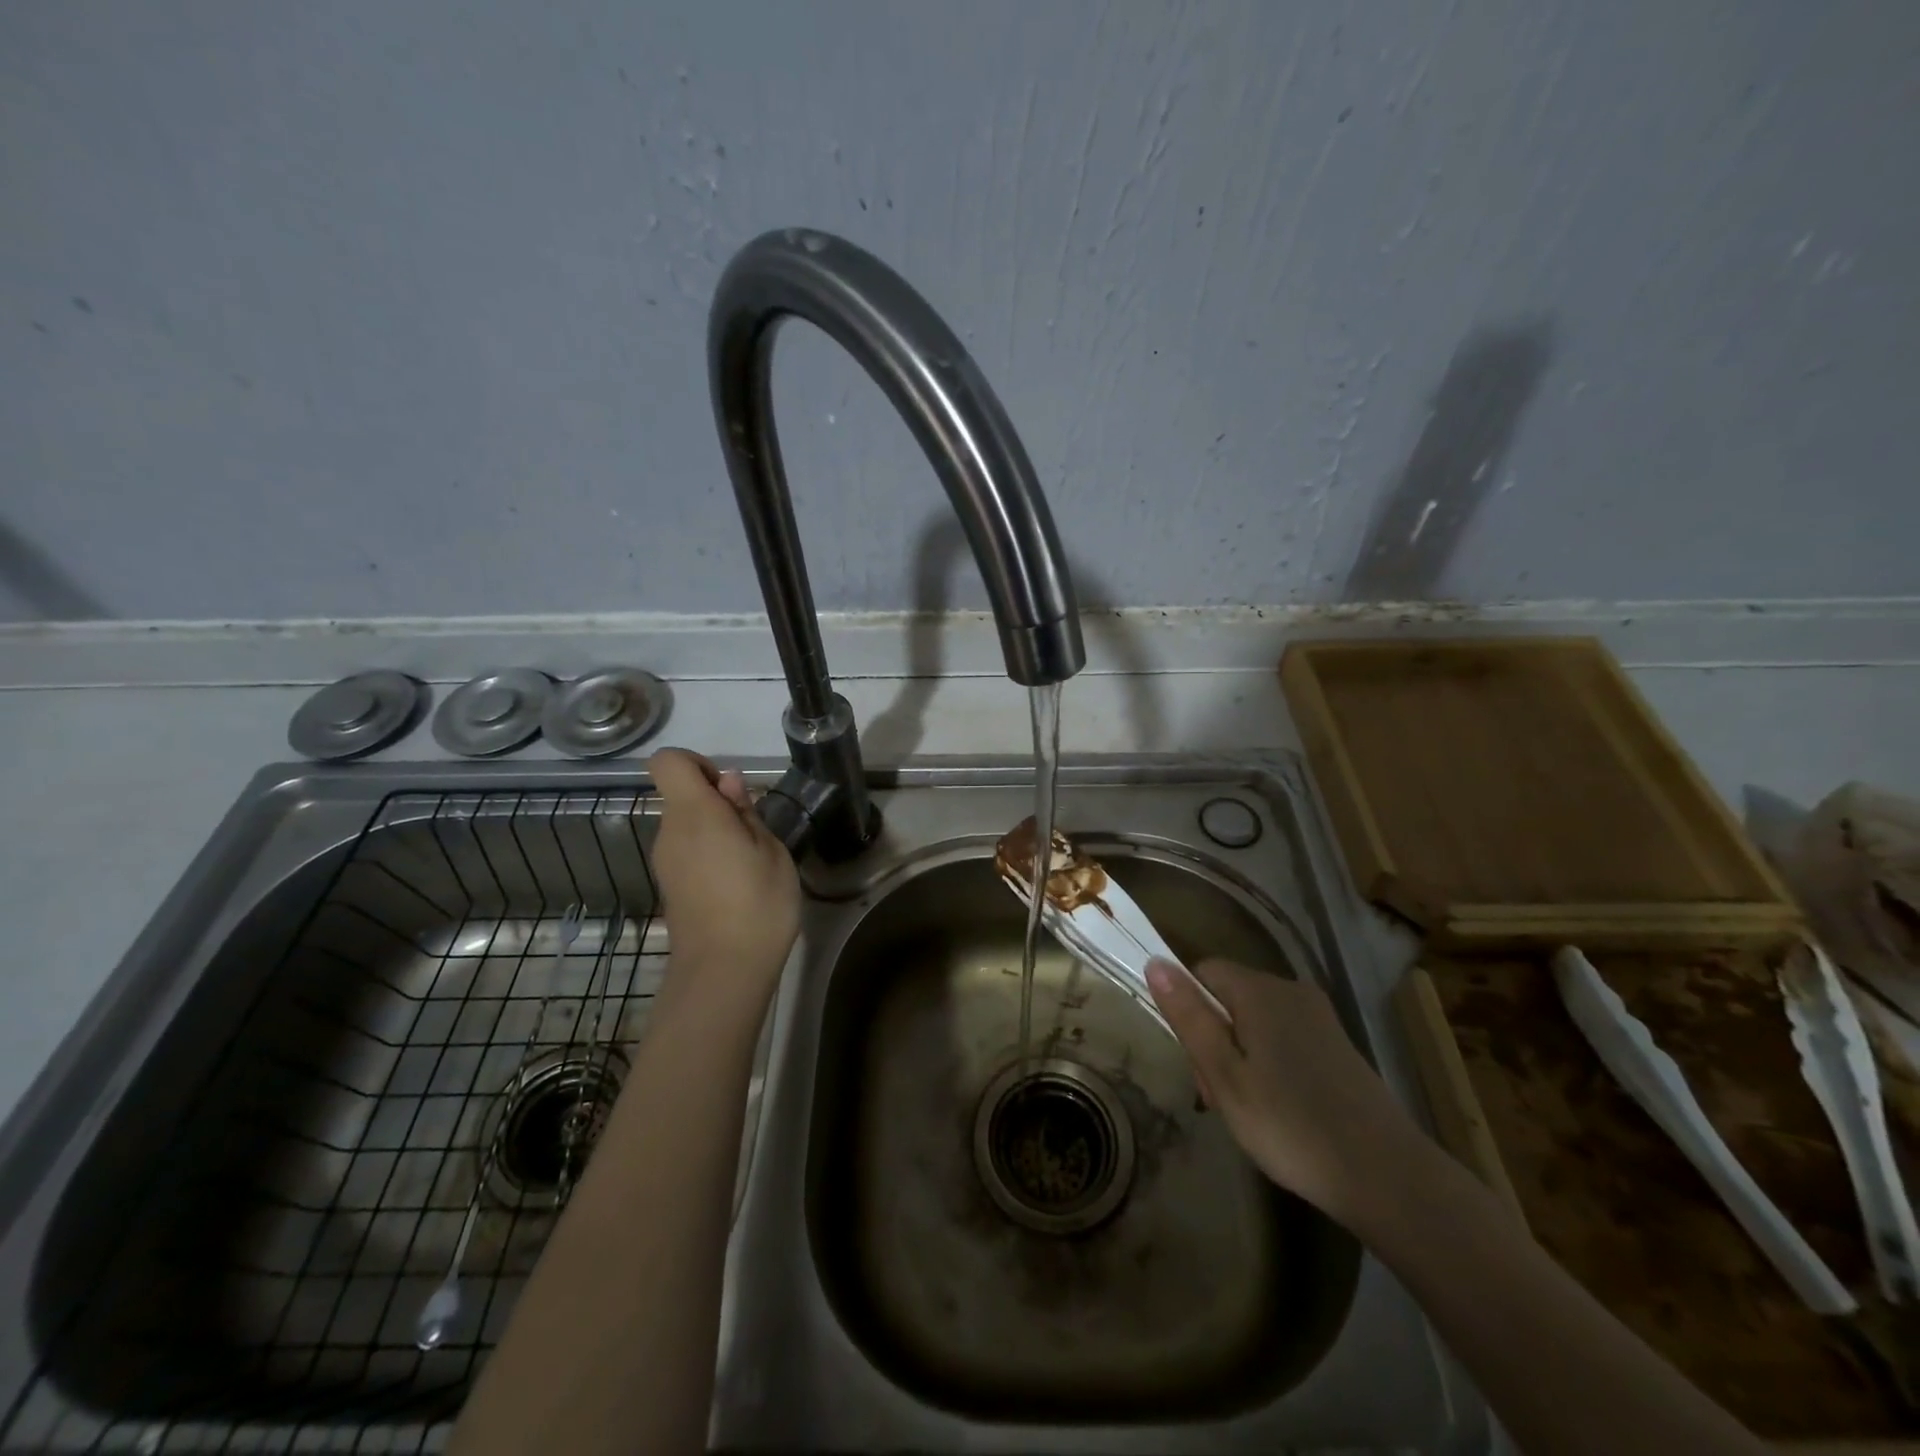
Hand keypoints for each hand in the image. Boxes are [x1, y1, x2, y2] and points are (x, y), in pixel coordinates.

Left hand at [648, 749, 801, 1016]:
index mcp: (694, 813)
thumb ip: (746, 811)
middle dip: (716, 801)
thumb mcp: (770, 850)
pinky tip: (736, 881)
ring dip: (715, 829)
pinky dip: (708, 853)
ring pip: (686, 824)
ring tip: (750, 860)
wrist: (724, 972)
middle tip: (754, 831)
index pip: (668, 761)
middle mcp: (669, 832)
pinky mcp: (670, 885)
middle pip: (681, 795)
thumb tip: (728, 782)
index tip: (729, 790)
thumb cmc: (758, 904)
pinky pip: (686, 850)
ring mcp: (665, 861)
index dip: (698, 763)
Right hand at [1146, 957, 1418, 1224]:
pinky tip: (1279, 1110)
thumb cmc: (1290, 1124)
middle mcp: (1290, 991)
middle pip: (1229, 997)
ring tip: (1248, 1112)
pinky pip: (1284, 1038)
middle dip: (1215, 1039)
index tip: (1198, 1063)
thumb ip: (1189, 1016)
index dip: (1188, 1010)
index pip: (1202, 972)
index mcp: (1259, 991)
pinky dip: (1270, 1065)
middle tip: (1220, 1098)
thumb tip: (1154, 961)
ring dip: (1240, 1057)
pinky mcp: (1337, 1045)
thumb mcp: (1224, 1074)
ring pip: (1255, 1021)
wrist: (1386, 1176)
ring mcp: (1319, 1017)